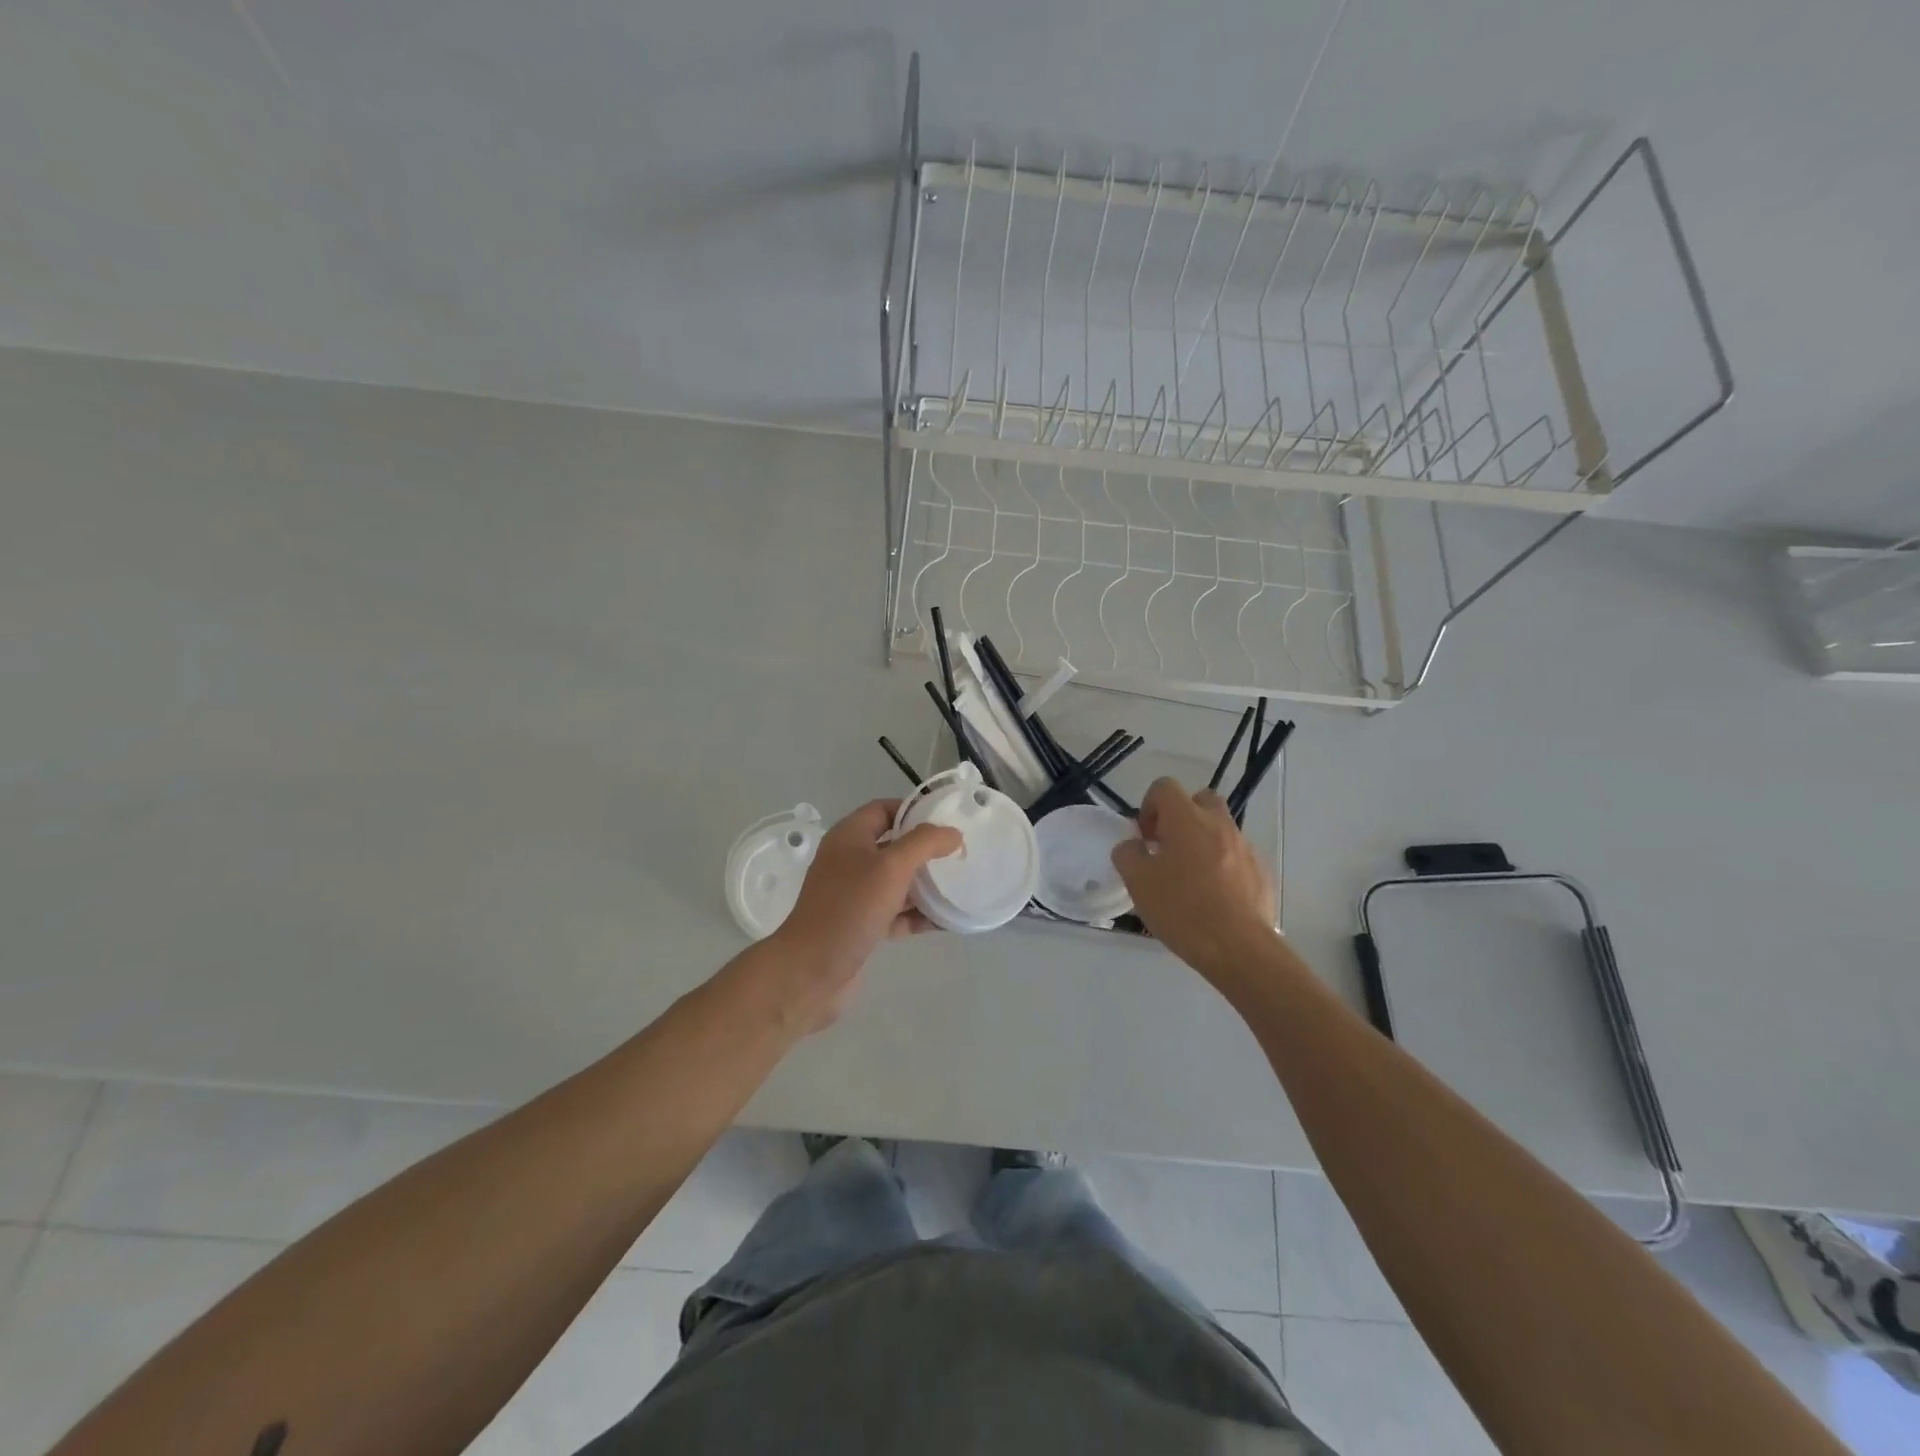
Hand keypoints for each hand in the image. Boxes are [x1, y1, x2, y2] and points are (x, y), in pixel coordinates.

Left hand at [770, 800, 961, 1025]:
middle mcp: (850, 861)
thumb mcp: (891, 867)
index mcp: (849, 837)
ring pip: (896, 882)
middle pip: (893, 846)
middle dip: (926, 850)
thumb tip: (952, 833)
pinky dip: (918, 915)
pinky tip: (947, 920)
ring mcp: (854, 896)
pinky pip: (895, 913)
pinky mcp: (861, 926)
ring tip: (960, 886)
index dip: (914, 810)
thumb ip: (924, 844)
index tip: (947, 820)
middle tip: (960, 854)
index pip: (883, 809)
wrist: (811, 971)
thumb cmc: (850, 908)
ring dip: (925, 885)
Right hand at [1111, 777, 1276, 979]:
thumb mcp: (1137, 882)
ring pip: (1219, 829)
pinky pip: (1236, 856)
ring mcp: (1245, 847)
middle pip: (1199, 800)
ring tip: (1190, 879)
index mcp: (1187, 819)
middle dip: (1181, 817)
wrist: (1238, 948)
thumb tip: (1134, 846)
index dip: (1149, 807)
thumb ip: (1128, 854)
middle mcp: (1219, 824)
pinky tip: (1213, 897)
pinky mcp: (1261, 871)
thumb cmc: (1182, 909)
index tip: (1146, 839)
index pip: (1164, 787)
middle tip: (1168, 849)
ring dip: (1202, 842)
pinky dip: (1222, 866)